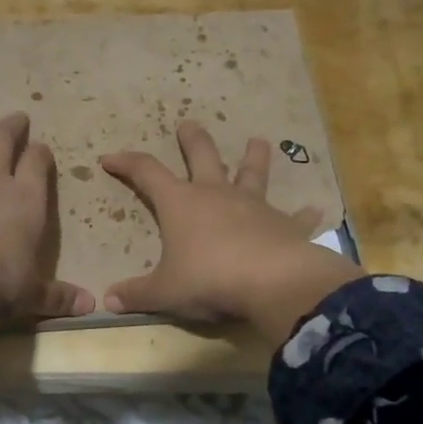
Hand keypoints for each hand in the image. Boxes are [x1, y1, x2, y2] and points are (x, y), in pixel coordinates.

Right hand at [100, 121, 363, 339]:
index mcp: (181, 204)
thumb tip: (108, 299)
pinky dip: (302, 214)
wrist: (273, 283)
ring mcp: (253, 207)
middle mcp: (216, 195)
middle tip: (188, 124)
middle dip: (193, 140)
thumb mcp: (166, 292)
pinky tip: (314, 209)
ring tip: (259, 141)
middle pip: (202, 157)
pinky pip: (294, 217)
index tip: (109, 158)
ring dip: (254, 157)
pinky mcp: (285, 225)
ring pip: (252, 174)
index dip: (126, 163)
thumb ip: (137, 294)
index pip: (146, 173)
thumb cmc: (209, 280)